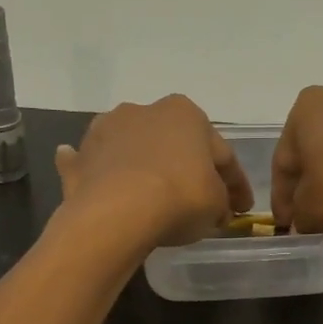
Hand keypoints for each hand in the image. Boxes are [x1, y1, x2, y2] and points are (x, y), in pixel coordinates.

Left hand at [54, 96, 253, 248]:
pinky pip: (94, 162)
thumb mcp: (216, 206)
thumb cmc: (178, 198)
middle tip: (198, 197)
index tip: (241, 208)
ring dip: (142, 162)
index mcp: (186, 114)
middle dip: (186, 166)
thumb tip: (217, 209)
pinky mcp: (81, 156)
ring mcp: (107, 130)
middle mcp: (145, 110)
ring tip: (151, 190)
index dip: (235, 183)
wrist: (116, 213)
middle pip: (174, 144)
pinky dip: (98, 168)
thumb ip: (221, 202)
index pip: (221, 153)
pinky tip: (99, 178)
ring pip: (133, 148)